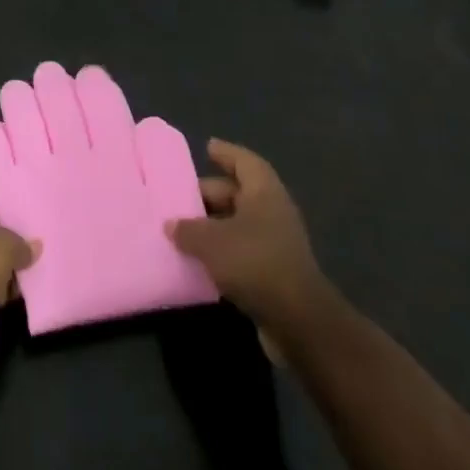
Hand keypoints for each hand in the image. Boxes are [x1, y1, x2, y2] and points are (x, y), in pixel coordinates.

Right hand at [164, 139, 330, 344]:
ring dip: (214, 225)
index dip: (226, 153)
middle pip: (238, 193)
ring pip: (239, 223)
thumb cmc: (254, 262)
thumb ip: (188, 229)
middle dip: (210, 194)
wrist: (298, 321)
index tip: (207, 147)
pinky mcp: (275, 272)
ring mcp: (277, 243)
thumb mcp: (211, 241)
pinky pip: (242, 250)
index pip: (244, 161)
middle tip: (180, 197)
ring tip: (183, 229)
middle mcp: (273, 211)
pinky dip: (222, 250)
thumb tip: (171, 224)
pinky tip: (200, 259)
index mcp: (264, 192)